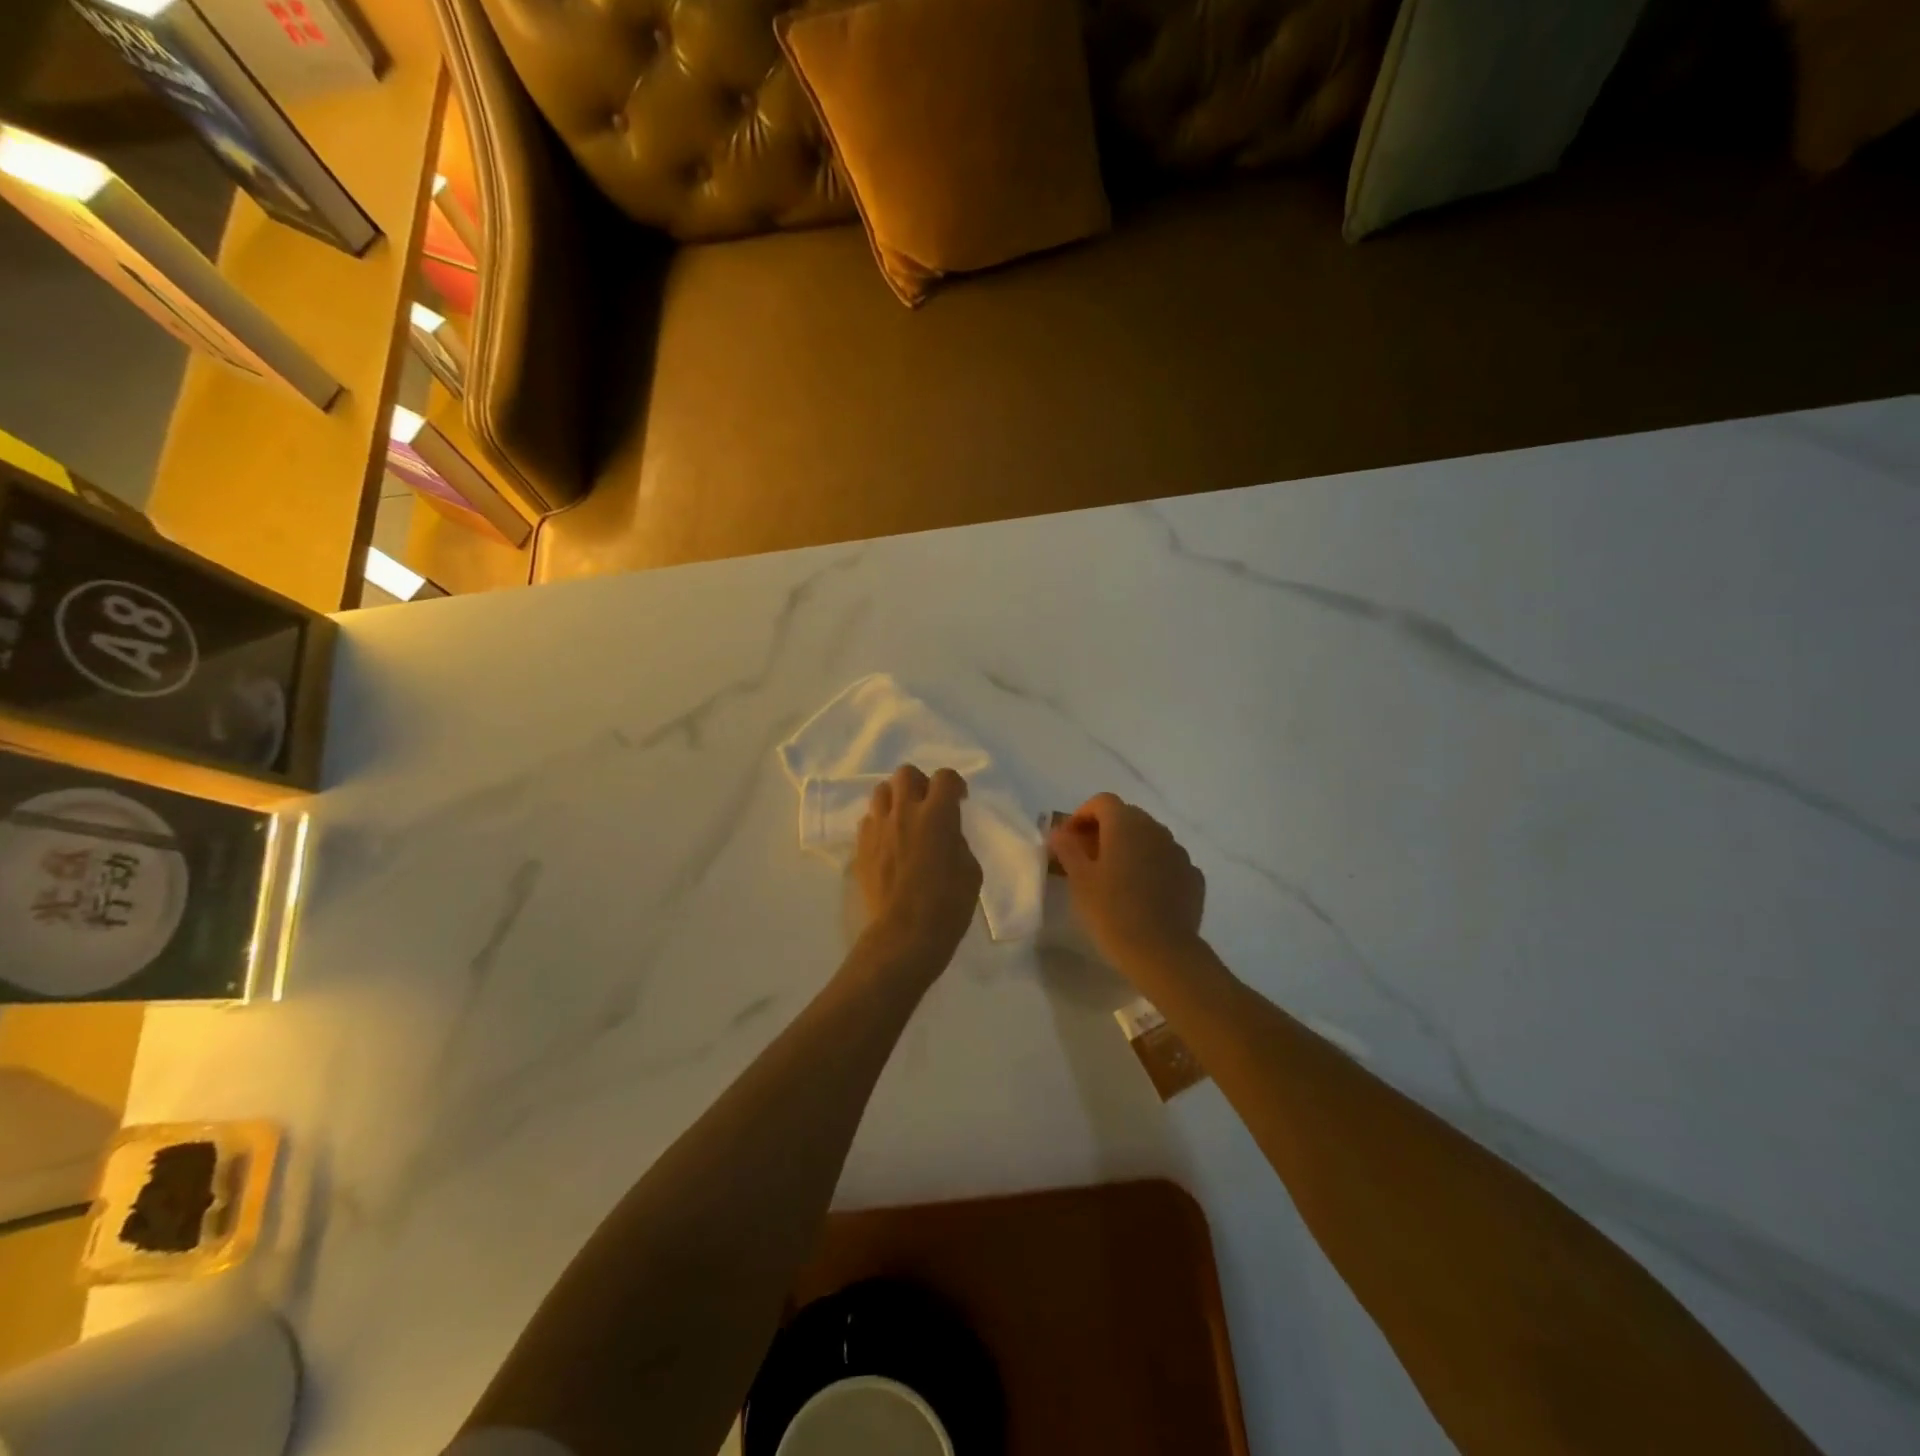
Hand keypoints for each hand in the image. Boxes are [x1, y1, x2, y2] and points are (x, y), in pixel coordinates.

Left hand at [855, 765, 982, 970]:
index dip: (955, 785)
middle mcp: (904, 812)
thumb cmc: (947, 906)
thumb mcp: (971, 871)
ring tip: (905, 818)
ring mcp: (878, 828)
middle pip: (906, 774)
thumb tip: (946, 834)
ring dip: (896, 798)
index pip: (945, 777)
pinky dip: (881, 823)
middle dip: (920, 783)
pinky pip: (869, 820)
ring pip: (881, 791)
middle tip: (929, 804)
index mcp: (937, 815)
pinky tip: (889, 841)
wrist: (905, 935)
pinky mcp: (861, 847)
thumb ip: (958, 841)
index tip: (959, 800)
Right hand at [1050, 793, 1205, 972]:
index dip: (1082, 815)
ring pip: (1150, 839)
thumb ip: (1068, 849)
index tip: (1069, 840)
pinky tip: (1144, 894)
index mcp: (1126, 825)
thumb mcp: (1080, 880)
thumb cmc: (1112, 911)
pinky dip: (1153, 867)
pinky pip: (1167, 862)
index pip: (1102, 802)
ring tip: (1116, 878)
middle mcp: (1156, 830)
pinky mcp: (1193, 877)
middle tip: (1088, 859)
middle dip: (1106, 831)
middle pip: (1128, 817)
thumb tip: (1059, 832)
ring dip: (1131, 848)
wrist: (1162, 952)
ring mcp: (1179, 853)